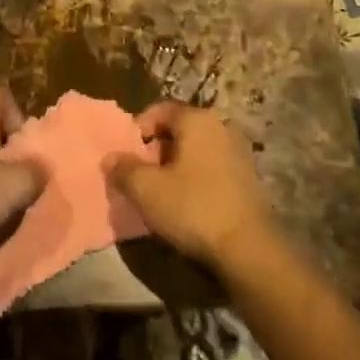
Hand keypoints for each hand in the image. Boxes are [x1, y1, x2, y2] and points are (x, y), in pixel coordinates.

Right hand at [111, 101, 274, 269]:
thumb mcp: (146, 190)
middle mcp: (221, 126)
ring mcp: (240, 151)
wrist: (248, 249)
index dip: (138, 129)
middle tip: (141, 175)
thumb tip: (110, 158)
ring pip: (197, 149)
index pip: (160, 110)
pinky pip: (213, 166)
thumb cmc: (193, 208)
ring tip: (162, 191)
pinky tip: (187, 202)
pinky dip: (197, 177)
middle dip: (157, 149)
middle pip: (179, 129)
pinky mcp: (249, 177)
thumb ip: (124, 169)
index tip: (126, 154)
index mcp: (197, 119)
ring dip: (177, 164)